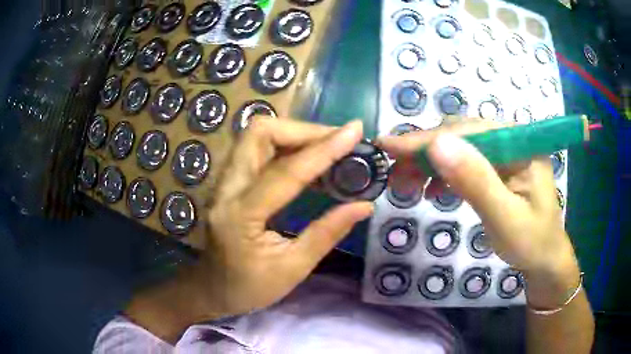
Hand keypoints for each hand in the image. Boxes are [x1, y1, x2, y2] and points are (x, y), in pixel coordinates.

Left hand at [193, 119, 371, 316]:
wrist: (211, 288)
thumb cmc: (249, 288)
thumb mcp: (293, 269)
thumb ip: (327, 233)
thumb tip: (364, 205)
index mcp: (240, 216)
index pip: (285, 171)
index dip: (323, 148)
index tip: (355, 131)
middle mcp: (226, 188)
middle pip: (259, 133)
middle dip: (303, 130)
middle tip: (338, 141)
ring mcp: (223, 181)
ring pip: (256, 135)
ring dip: (295, 134)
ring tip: (328, 147)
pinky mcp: (228, 180)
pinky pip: (256, 148)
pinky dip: (285, 145)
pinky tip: (308, 159)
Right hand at [379, 122, 580, 308]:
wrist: (544, 260)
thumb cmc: (531, 243)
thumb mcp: (505, 217)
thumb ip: (476, 181)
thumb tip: (438, 145)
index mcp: (521, 143)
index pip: (469, 131)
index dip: (427, 138)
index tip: (387, 146)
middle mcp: (512, 139)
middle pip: (461, 134)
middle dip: (425, 151)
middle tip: (394, 172)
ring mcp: (504, 153)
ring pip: (459, 147)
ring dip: (431, 162)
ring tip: (408, 184)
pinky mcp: (497, 168)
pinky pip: (465, 162)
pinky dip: (444, 173)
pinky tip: (433, 190)